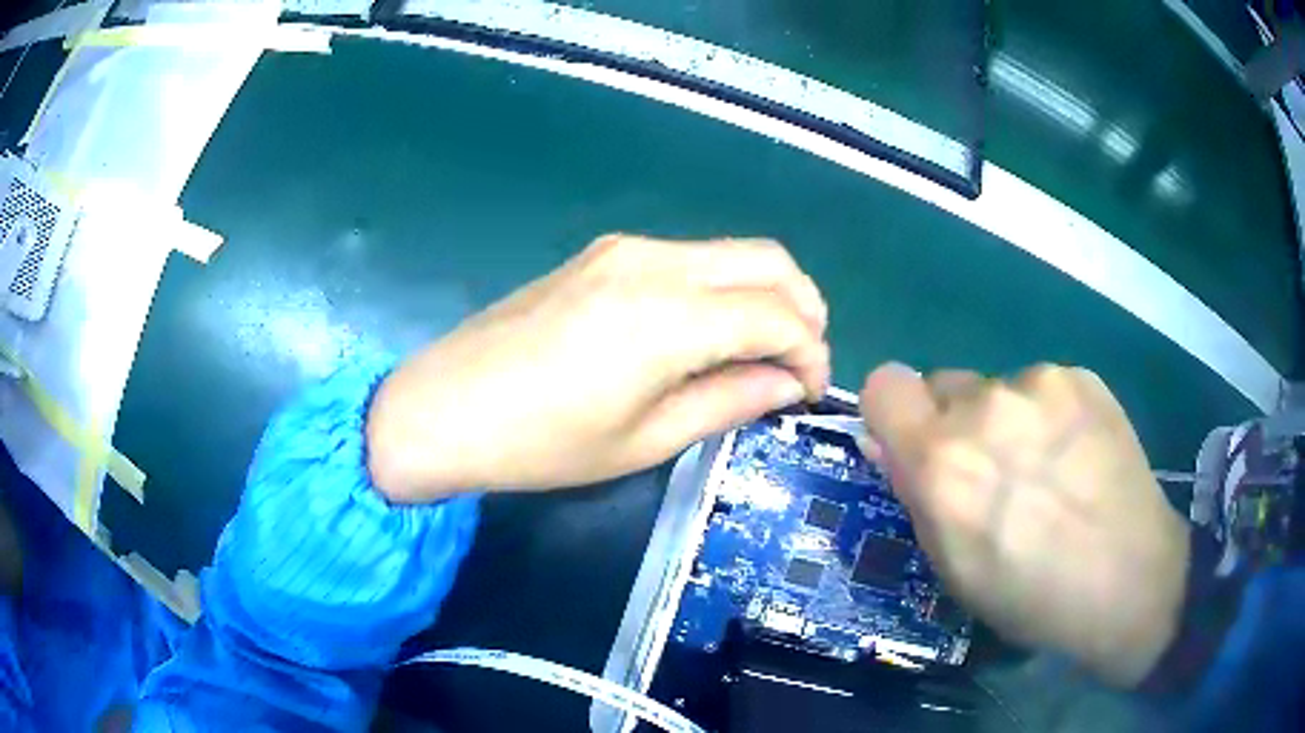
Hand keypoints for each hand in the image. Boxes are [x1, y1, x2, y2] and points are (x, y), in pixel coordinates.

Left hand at [368, 234, 829, 500]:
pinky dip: (722, 287)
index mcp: (669, 314)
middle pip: (767, 260)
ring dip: (764, 294)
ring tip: (761, 351)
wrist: (444, 406)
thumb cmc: (542, 442)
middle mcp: (656, 261)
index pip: (779, 315)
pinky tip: (708, 331)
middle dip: (803, 308)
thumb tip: (789, 383)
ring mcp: (625, 248)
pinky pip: (690, 258)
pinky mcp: (603, 252)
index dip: (811, 352)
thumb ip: (729, 400)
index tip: (812, 392)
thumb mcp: (645, 439)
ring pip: (731, 251)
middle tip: (800, 363)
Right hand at [859, 363, 1189, 686]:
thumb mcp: (952, 567)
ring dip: (1007, 421)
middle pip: (943, 385)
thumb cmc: (1029, 594)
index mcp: (941, 461)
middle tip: (993, 471)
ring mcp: (1038, 384)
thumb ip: (915, 495)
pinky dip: (1049, 416)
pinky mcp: (1080, 376)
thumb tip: (889, 444)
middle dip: (954, 423)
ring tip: (1048, 470)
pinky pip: (1042, 387)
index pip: (883, 386)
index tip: (915, 445)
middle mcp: (984, 407)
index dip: (894, 413)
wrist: (1127, 578)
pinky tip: (1077, 456)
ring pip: (997, 389)